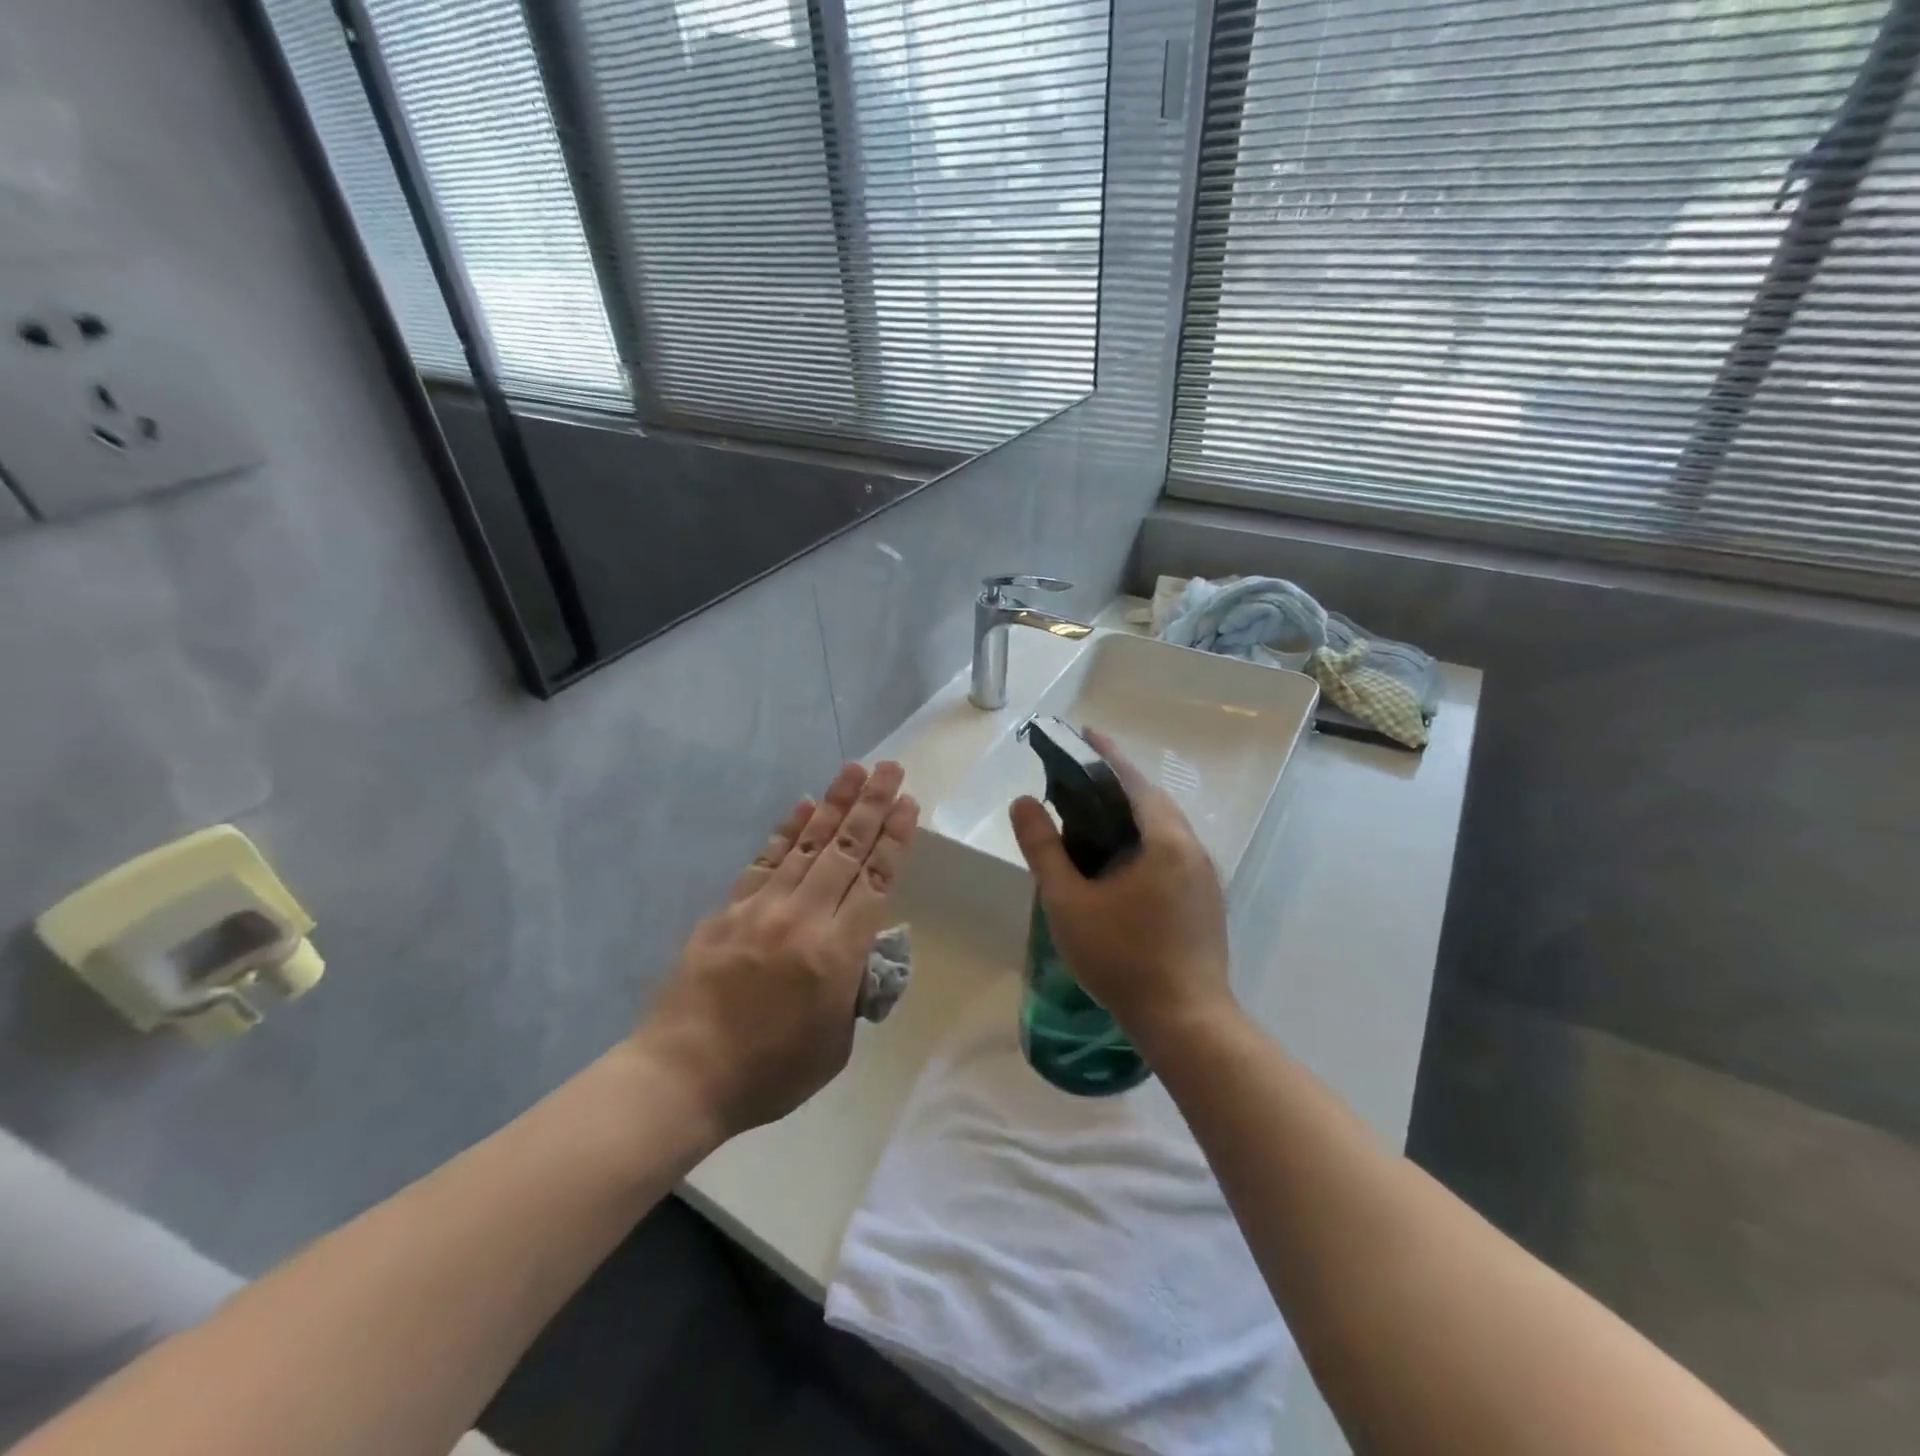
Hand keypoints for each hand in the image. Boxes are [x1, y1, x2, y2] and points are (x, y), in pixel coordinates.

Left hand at [637, 762, 917, 1139]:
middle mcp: (802, 918)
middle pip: (845, 850)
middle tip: (891, 769)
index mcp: (836, 954)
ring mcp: (761, 908)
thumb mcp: (836, 1045)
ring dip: (834, 804)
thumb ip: (854, 990)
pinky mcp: (729, 909)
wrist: (682, 1076)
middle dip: (872, 806)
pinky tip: (803, 805)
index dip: (894, 839)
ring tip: (854, 770)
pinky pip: (765, 860)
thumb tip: (862, 951)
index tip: (908, 804)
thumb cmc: (769, 1072)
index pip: (874, 881)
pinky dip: (787, 830)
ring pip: (808, 845)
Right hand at [1008, 730, 1232, 1047]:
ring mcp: (1204, 877)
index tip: (1084, 733)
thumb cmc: (1122, 958)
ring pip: (1164, 829)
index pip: (1132, 781)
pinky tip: (1119, 861)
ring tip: (1093, 815)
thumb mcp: (1069, 902)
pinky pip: (1170, 852)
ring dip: (1132, 813)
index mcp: (1165, 840)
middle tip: (1078, 777)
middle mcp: (1192, 849)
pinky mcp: (1205, 901)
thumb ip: (1044, 849)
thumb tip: (1023, 803)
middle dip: (1117, 783)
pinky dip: (1143, 840)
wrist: (1186, 1021)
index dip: (1105, 755)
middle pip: (1152, 801)